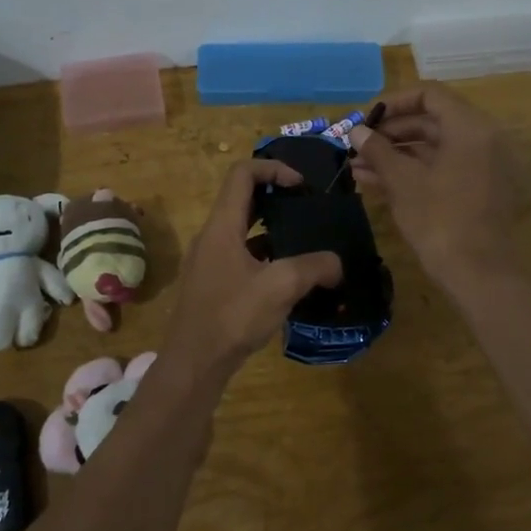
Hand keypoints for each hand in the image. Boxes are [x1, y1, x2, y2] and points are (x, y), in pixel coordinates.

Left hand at [163, 161, 342, 384]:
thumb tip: (337, 264)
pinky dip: (263, 253)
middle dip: (275, 195)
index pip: (242, 174)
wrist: (194, 362)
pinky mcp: (212, 283)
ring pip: (241, 229)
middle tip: (306, 207)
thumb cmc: (232, 316)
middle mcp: (211, 236)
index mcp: (221, 226)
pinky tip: (287, 275)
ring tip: (303, 240)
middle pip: (241, 198)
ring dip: (271, 227)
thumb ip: (314, 267)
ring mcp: (209, 260)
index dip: (273, 168)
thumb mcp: (280, 287)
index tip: (301, 184)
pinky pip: (240, 254)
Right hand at [350, 85, 512, 292]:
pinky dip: (410, 172)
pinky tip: (373, 182)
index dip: (394, 102)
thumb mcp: (402, 181)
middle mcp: (481, 139)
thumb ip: (378, 150)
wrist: (478, 273)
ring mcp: (480, 166)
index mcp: (470, 128)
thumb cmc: (439, 219)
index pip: (430, 94)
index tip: (365, 118)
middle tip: (357, 144)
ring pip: (432, 148)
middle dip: (390, 133)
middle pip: (430, 121)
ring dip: (394, 154)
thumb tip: (357, 131)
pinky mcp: (475, 190)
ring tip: (356, 166)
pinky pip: (440, 169)